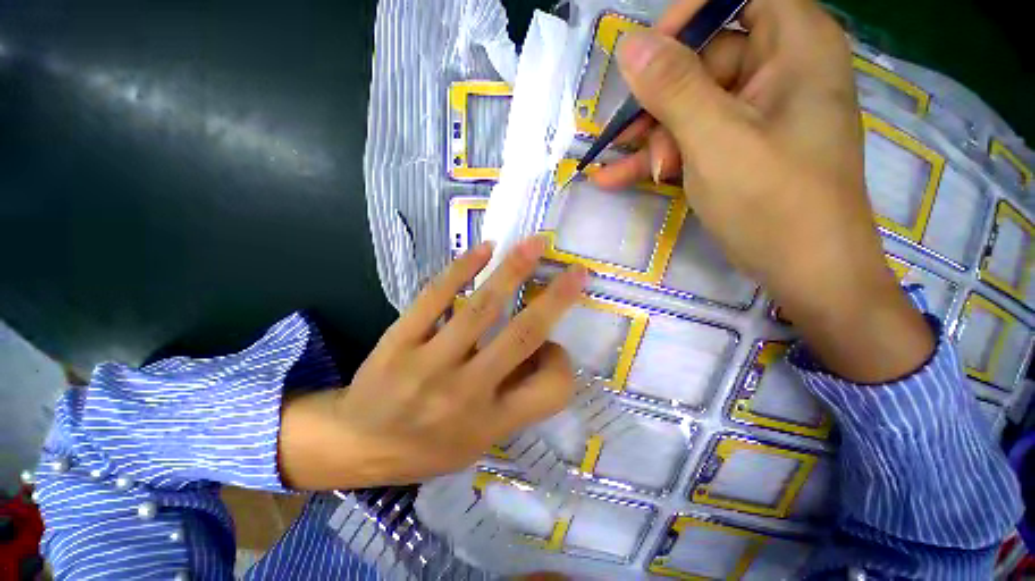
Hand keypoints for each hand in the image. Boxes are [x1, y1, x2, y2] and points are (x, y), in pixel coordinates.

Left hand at [278, 237, 587, 489]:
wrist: (356, 444)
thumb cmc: (426, 447)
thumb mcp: (479, 441)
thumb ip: (516, 398)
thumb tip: (543, 350)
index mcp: (489, 423)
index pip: (549, 390)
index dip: (563, 363)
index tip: (557, 345)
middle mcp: (465, 392)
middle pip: (521, 336)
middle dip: (555, 299)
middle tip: (574, 271)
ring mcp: (429, 364)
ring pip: (481, 308)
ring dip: (512, 271)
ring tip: (533, 244)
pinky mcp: (399, 340)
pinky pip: (435, 297)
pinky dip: (462, 269)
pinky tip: (483, 249)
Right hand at [594, 0, 932, 381]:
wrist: (805, 272)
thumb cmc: (774, 201)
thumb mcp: (716, 139)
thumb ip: (673, 87)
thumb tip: (631, 45)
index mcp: (795, 45)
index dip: (689, 18)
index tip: (648, 56)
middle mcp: (779, 70)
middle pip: (704, 60)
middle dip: (660, 104)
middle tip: (631, 139)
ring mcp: (757, 114)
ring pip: (689, 107)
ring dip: (650, 140)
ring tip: (617, 171)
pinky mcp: (739, 149)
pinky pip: (692, 139)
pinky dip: (655, 159)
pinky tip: (616, 178)